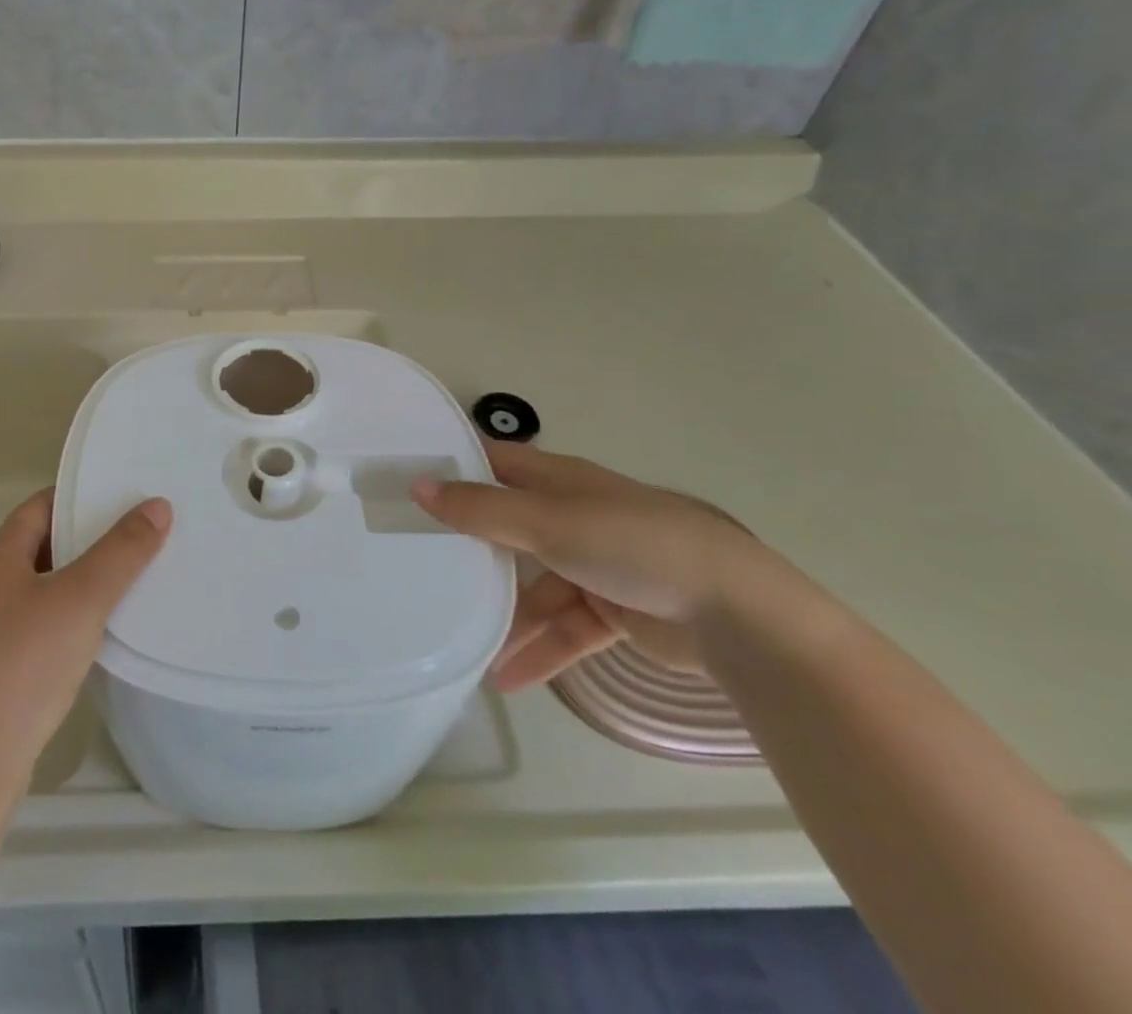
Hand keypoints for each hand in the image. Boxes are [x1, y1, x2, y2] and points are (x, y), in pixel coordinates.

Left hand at [0, 489, 169, 788]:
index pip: (39, 507)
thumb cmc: (20, 669)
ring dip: (69, 588)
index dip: (79, 498)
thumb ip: (121, 552)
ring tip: (119, 592)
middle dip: (81, 544)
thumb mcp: (81, 602)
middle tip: (133, 544)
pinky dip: (54, 627)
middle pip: (35, 549)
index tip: (121, 500)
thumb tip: (157, 505)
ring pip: (30, 594)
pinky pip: (23, 633)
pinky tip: (82, 647)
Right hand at [411, 442, 769, 691]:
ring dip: (506, 616)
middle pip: (508, 525)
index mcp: (559, 481)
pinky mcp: (616, 609)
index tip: (405, 485)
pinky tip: (509, 681)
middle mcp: (573, 515)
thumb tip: (416, 485)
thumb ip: (482, 509)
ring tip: (466, 646)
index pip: (493, 464)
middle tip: (417, 561)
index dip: (452, 470)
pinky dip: (541, 650)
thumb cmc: (636, 546)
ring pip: (535, 586)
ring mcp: (595, 563)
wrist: (741, 616)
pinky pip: (565, 628)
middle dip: (469, 545)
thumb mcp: (550, 524)